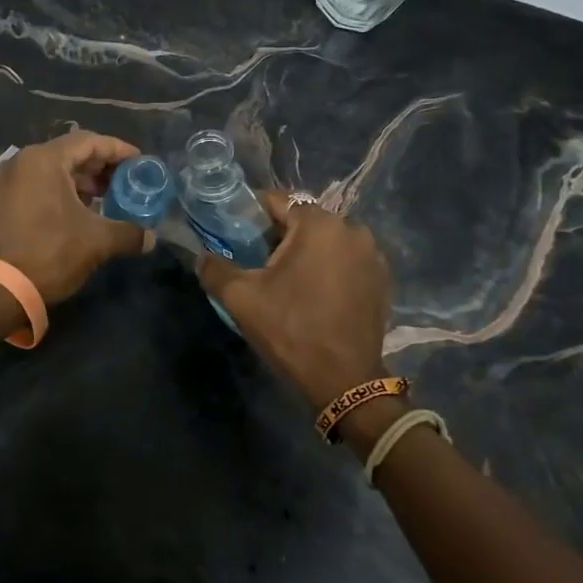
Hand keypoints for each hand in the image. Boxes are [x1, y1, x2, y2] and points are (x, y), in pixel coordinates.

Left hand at [0, 131, 151, 302]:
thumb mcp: (97, 242)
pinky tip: (77, 214)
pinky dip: (59, 194)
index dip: (118, 150)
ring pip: (52, 172)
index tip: (140, 162)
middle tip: (125, 183)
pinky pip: (36, 187)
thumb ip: (129, 233)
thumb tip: (150, 238)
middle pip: (70, 154)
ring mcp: (6, 183)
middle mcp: (21, 162)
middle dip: (100, 168)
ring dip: (81, 183)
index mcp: (44, 160)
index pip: (89, 142)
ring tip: (105, 201)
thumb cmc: (50, 253)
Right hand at [194, 192, 391, 408]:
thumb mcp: (241, 298)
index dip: (252, 213)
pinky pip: (345, 260)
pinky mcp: (381, 279)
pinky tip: (314, 293)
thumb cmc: (291, 331)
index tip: (235, 232)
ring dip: (306, 252)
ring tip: (285, 279)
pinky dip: (328, 268)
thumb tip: (201, 256)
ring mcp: (372, 255)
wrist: (345, 381)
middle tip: (256, 260)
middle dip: (279, 235)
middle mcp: (352, 229)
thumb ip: (215, 269)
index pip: (278, 201)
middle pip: (304, 220)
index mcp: (319, 224)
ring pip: (327, 240)